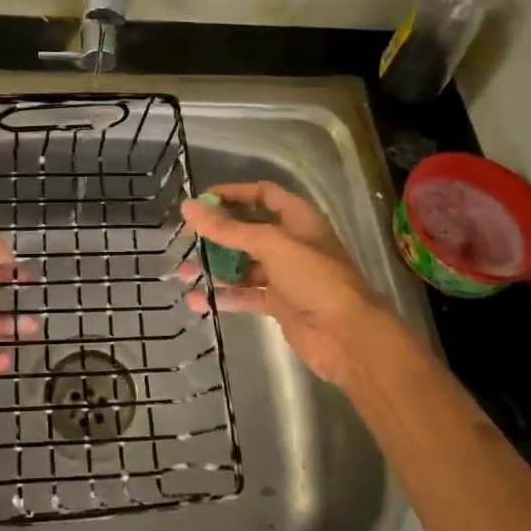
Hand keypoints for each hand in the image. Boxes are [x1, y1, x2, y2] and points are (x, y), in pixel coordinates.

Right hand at [180, 181, 384, 386]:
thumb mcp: (270, 244)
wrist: (348, 336)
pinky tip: (197, 301)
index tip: (201, 200)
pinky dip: (223, 296)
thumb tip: (188, 206)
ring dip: (215, 267)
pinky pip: (246, 294)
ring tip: (183, 272)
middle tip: (184, 238)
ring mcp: (285, 274)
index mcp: (298, 218)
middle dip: (216, 233)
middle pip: (248, 230)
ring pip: (243, 264)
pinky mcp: (279, 303)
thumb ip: (227, 228)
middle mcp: (291, 242)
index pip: (263, 194)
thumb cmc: (314, 277)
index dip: (233, 193)